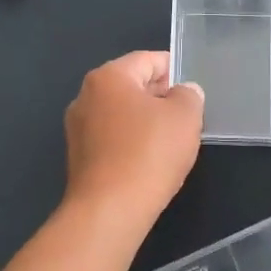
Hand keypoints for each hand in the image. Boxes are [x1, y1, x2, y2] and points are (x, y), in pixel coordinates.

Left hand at [63, 51, 204, 227]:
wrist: (109, 210)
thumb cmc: (149, 153)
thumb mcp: (184, 116)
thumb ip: (189, 95)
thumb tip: (183, 92)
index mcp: (108, 77)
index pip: (147, 60)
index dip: (174, 68)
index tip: (192, 85)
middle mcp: (86, 96)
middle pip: (131, 85)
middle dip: (160, 95)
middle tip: (188, 113)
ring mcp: (78, 128)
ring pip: (121, 113)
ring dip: (146, 120)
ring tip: (173, 138)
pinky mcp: (79, 157)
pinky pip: (112, 137)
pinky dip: (132, 140)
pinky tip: (151, 159)